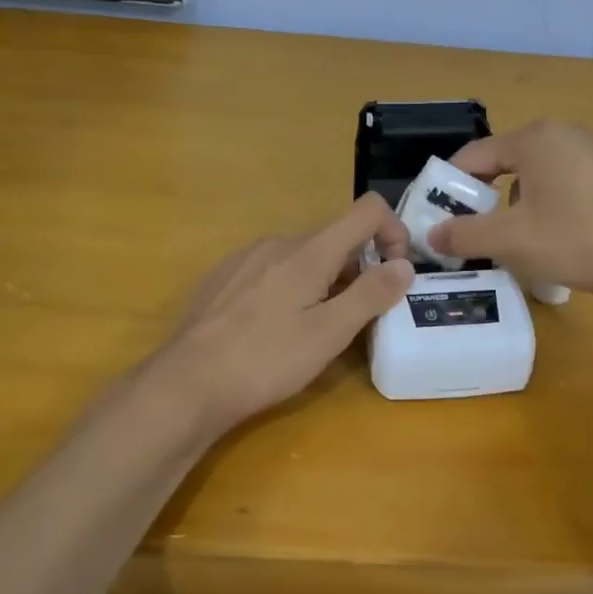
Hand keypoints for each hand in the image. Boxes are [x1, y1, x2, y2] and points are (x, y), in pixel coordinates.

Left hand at [154, 192, 414, 436]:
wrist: (187, 383)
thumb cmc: (266, 360)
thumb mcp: (329, 334)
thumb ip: (371, 294)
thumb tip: (405, 264)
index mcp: (309, 251)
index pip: (367, 210)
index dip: (393, 233)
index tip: (394, 275)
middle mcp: (277, 242)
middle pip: (335, 238)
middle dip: (359, 269)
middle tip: (356, 319)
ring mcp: (245, 258)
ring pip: (303, 257)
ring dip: (324, 281)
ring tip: (314, 330)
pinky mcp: (223, 277)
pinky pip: (272, 270)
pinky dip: (291, 288)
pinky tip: (273, 329)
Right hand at [426, 120, 592, 299]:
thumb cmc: (579, 239)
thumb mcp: (512, 240)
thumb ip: (465, 234)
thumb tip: (431, 234)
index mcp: (533, 139)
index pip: (472, 156)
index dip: (448, 188)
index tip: (434, 220)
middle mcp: (560, 136)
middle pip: (501, 166)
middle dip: (480, 202)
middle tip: (467, 236)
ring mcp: (588, 155)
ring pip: (530, 180)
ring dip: (511, 210)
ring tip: (506, 246)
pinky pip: (557, 189)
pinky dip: (541, 212)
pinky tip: (547, 244)